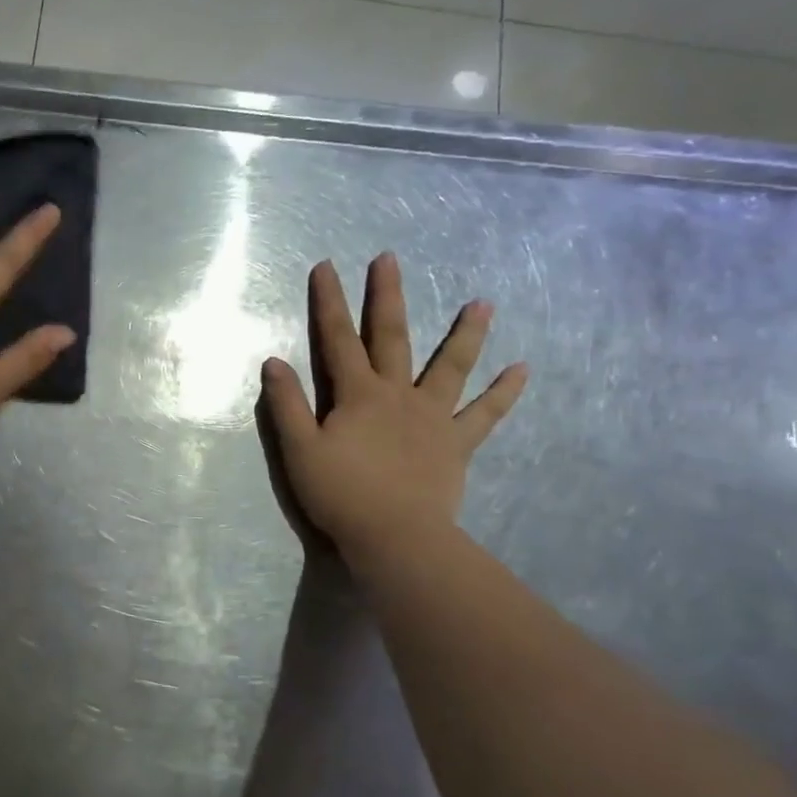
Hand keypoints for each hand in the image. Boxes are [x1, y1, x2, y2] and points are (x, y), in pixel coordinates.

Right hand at [258, 253, 526, 569]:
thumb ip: (287, 404)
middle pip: (392, 337)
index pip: (338, 339)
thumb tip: (274, 361)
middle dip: (386, 296)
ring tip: (482, 303)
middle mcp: (397, 394)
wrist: (395, 537)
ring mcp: (433, 417)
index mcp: (358, 394)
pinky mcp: (456, 444)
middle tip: (389, 259)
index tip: (326, 266)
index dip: (329, 302)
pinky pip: (485, 414)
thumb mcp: (299, 449)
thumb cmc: (340, 494)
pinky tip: (522, 370)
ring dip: (465, 333)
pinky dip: (504, 393)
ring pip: (451, 367)